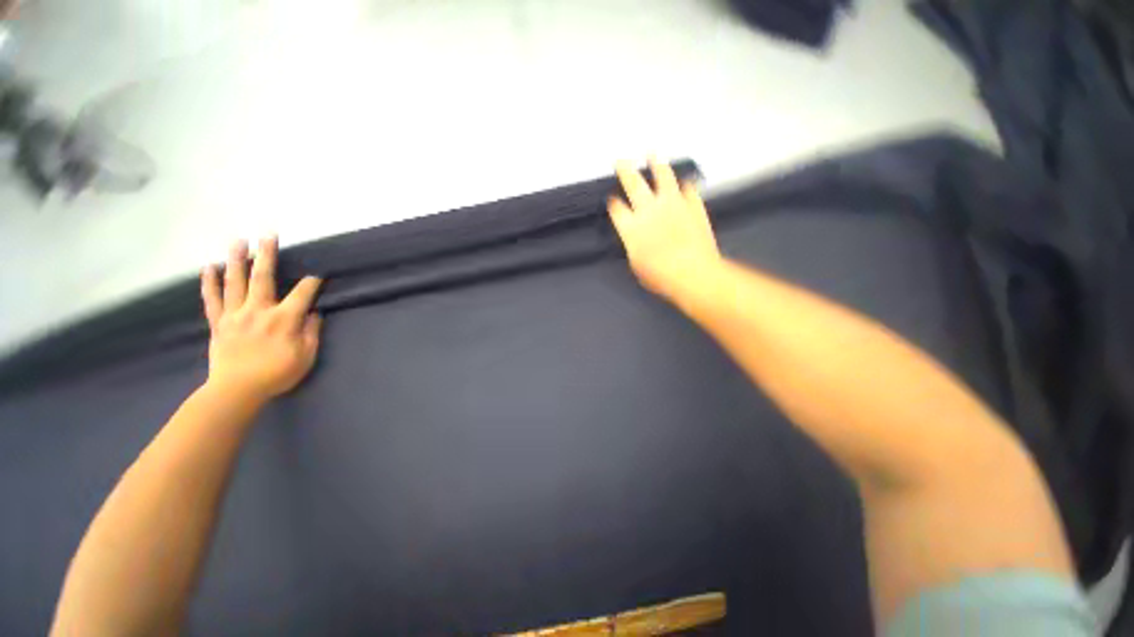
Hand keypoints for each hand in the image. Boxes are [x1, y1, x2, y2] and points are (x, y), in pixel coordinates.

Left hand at [201, 236, 322, 405]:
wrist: (236, 391)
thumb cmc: (277, 374)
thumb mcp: (306, 356)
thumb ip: (311, 332)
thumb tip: (314, 313)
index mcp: (284, 319)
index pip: (303, 294)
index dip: (312, 283)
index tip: (318, 275)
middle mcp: (259, 310)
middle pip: (263, 277)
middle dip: (267, 255)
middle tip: (267, 234)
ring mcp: (235, 315)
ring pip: (234, 282)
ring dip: (237, 260)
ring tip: (237, 241)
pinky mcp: (219, 323)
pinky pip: (212, 299)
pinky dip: (209, 282)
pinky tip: (209, 267)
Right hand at [608, 159, 722, 298]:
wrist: (692, 272)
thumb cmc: (660, 276)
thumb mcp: (637, 266)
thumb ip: (633, 247)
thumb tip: (634, 240)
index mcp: (631, 227)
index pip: (617, 209)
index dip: (613, 203)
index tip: (611, 199)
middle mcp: (649, 210)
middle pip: (634, 184)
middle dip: (625, 171)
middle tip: (621, 160)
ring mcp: (673, 204)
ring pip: (663, 177)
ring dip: (656, 164)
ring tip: (652, 154)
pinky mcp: (693, 205)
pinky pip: (688, 189)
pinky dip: (685, 185)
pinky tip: (684, 181)